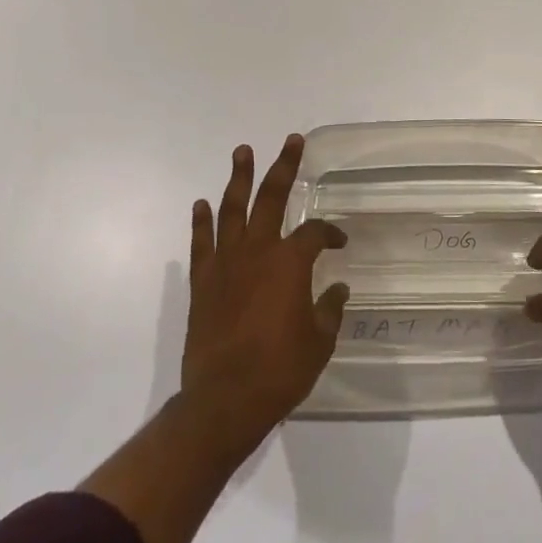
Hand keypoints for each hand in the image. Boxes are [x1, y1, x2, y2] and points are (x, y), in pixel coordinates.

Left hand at [181, 136, 348, 447]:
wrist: (225, 401)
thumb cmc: (280, 371)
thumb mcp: (319, 342)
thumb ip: (329, 310)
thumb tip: (338, 289)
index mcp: (290, 263)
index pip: (315, 233)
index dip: (330, 234)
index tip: (340, 243)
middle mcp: (258, 252)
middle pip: (272, 198)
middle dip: (283, 167)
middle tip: (291, 141)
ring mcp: (226, 264)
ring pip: (233, 209)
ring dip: (239, 178)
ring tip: (242, 151)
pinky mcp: (203, 282)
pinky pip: (202, 243)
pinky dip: (202, 222)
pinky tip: (202, 204)